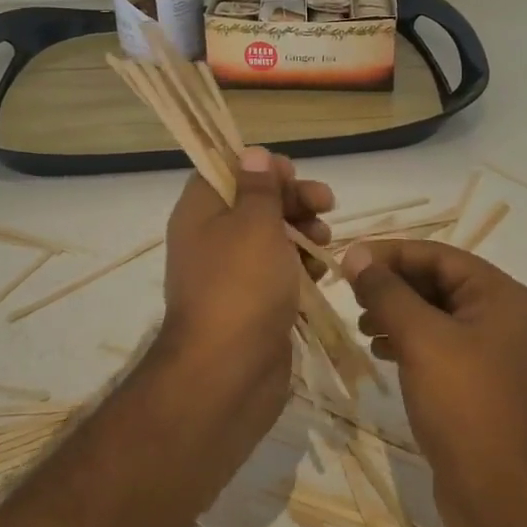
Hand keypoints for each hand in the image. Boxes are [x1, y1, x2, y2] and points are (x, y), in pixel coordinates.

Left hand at [154, 148, 333, 430]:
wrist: (227, 373)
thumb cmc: (241, 285)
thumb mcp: (255, 224)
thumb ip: (260, 187)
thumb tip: (253, 153)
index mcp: (200, 212)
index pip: (226, 171)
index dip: (260, 167)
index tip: (292, 174)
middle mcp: (211, 239)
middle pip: (254, 203)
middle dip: (292, 199)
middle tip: (326, 203)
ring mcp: (231, 275)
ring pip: (271, 238)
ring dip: (302, 232)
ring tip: (324, 242)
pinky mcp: (252, 305)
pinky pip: (278, 273)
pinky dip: (300, 268)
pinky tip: (321, 274)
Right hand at [342, 241, 526, 526]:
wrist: (501, 493)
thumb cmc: (464, 403)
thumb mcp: (421, 339)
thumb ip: (387, 292)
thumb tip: (355, 255)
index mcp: (500, 295)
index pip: (438, 256)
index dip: (391, 254)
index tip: (348, 260)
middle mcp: (500, 315)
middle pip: (437, 282)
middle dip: (392, 284)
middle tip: (349, 292)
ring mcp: (489, 351)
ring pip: (433, 314)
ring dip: (395, 312)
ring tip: (361, 324)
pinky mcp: (474, 381)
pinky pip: (436, 345)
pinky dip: (406, 341)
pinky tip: (379, 351)